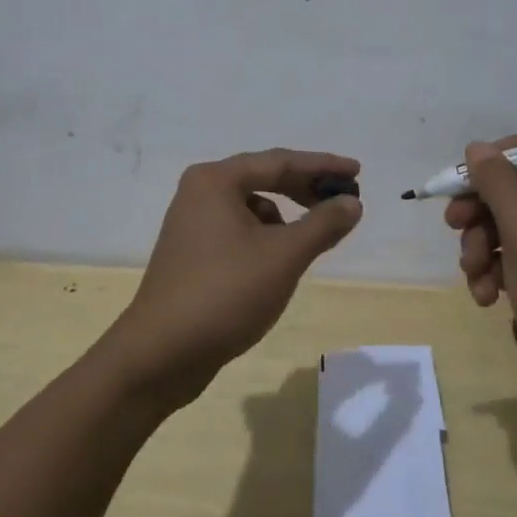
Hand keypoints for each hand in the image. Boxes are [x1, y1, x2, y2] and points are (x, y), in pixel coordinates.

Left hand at [105, 149, 361, 406]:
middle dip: (305, 189)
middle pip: (264, 178)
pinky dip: (265, 238)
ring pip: (252, 207)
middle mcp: (200, 191)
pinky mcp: (192, 252)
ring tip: (310, 242)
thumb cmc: (224, 294)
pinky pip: (239, 230)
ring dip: (286, 218)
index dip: (322, 165)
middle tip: (343, 201)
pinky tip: (277, 265)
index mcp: (216, 180)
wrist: (159, 355)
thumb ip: (322, 224)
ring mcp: (192, 222)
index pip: (280, 161)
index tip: (357, 171)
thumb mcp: (283, 256)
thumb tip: (352, 202)